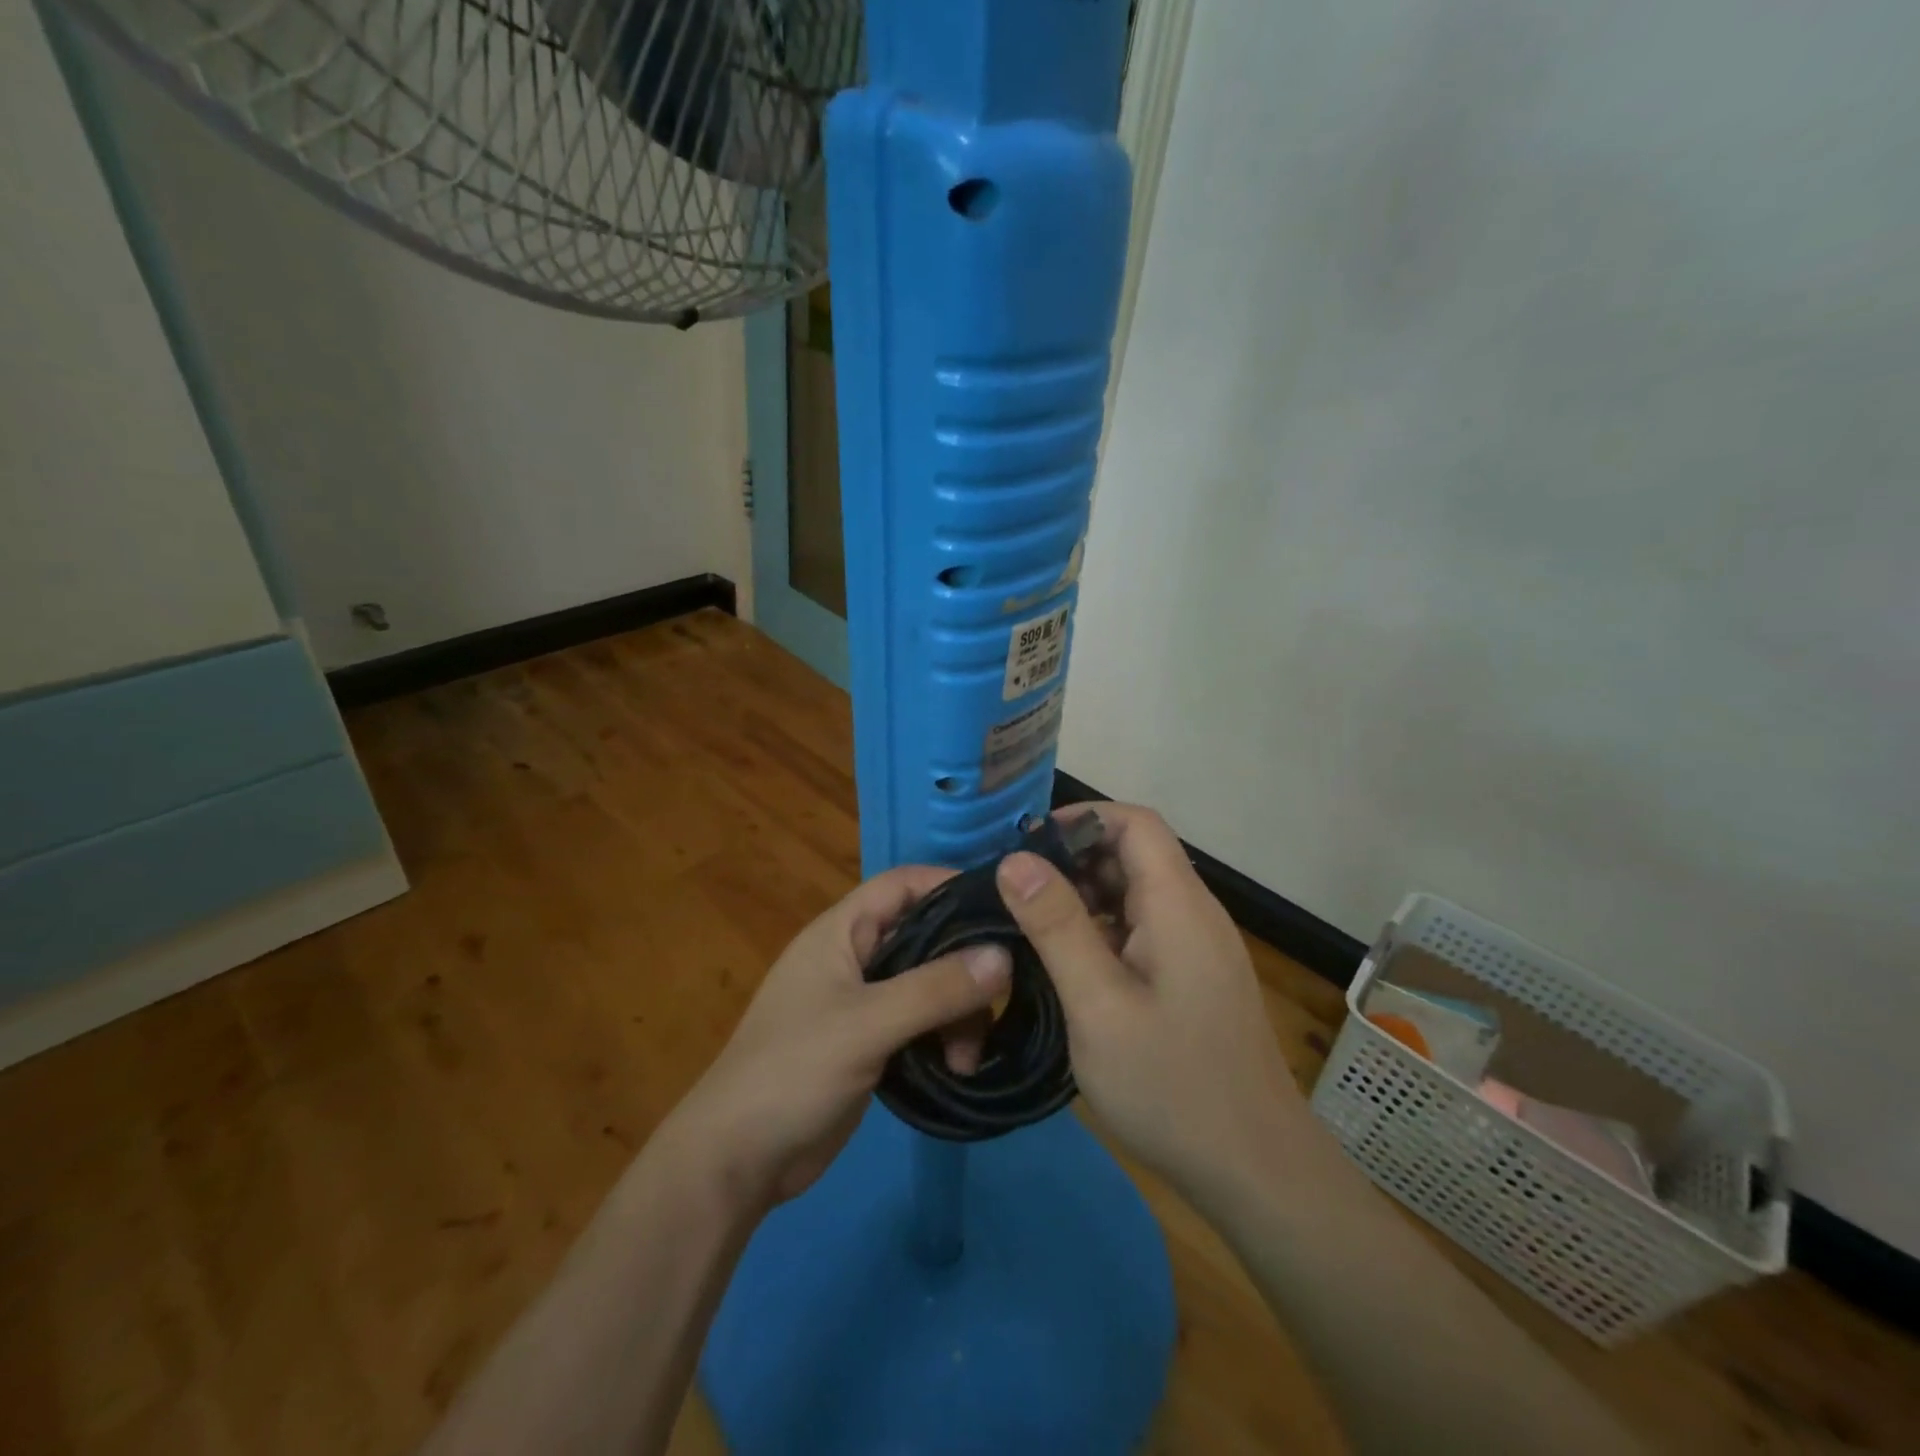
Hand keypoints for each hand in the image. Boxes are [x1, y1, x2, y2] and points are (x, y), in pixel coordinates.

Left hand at [664, 865, 1011, 1211]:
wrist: (737, 1161)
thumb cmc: (793, 1072)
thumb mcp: (867, 1025)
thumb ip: (935, 988)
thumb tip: (1005, 955)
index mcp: (841, 932)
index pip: (904, 884)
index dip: (951, 885)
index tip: (1003, 908)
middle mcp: (855, 956)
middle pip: (925, 936)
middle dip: (964, 963)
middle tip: (1001, 996)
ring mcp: (862, 1001)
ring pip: (928, 983)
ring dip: (957, 1011)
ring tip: (967, 1056)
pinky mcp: (871, 1041)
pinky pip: (921, 1020)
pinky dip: (943, 1036)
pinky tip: (957, 1066)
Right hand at [995, 803, 1303, 1207]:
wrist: (1256, 1172)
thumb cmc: (1172, 1084)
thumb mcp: (1098, 1004)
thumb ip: (1056, 926)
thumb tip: (1015, 859)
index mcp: (1179, 905)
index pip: (1135, 823)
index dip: (1081, 819)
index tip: (1026, 848)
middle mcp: (1194, 913)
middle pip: (1135, 854)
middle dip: (1074, 861)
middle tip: (1016, 894)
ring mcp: (1198, 947)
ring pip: (1136, 893)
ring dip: (1085, 898)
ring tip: (1031, 929)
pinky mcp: (1194, 977)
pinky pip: (1144, 929)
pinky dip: (1103, 930)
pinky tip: (1070, 965)